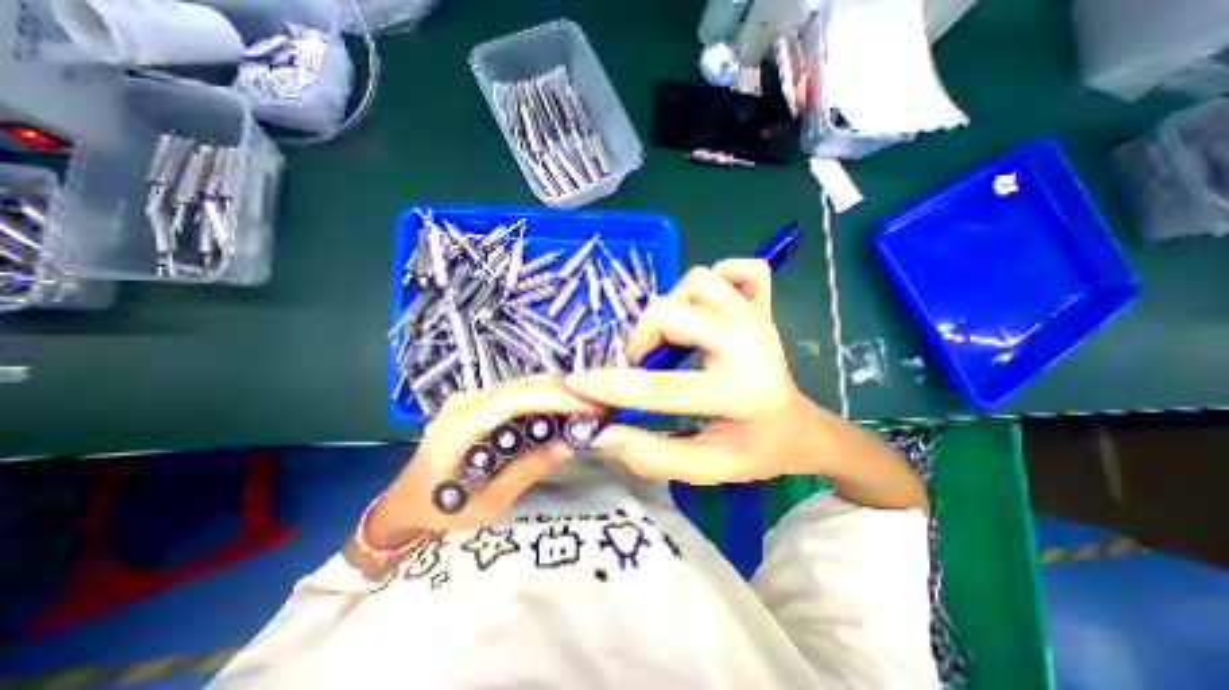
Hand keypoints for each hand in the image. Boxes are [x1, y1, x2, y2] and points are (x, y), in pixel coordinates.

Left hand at [375, 378, 601, 545]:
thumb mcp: (487, 503)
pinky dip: (544, 396)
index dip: (555, 397)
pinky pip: (516, 391)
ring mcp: (469, 397)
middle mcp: (463, 402)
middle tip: (596, 408)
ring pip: (522, 382)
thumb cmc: (441, 511)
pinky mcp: (476, 400)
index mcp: (458, 429)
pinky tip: (561, 410)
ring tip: (585, 409)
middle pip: (522, 383)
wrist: (404, 501)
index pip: (513, 398)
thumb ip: (528, 470)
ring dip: (557, 391)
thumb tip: (570, 444)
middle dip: (564, 391)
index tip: (590, 408)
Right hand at [561, 258, 828, 483]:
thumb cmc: (755, 451)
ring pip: (697, 281)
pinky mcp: (764, 304)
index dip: (611, 386)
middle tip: (642, 362)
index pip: (662, 387)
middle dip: (642, 337)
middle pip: (672, 312)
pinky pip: (738, 269)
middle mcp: (751, 343)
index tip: (578, 383)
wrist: (799, 427)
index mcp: (741, 392)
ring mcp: (758, 317)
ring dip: (673, 307)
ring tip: (673, 337)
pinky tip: (707, 310)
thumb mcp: (705, 468)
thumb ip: (651, 455)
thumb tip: (602, 434)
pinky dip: (716, 280)